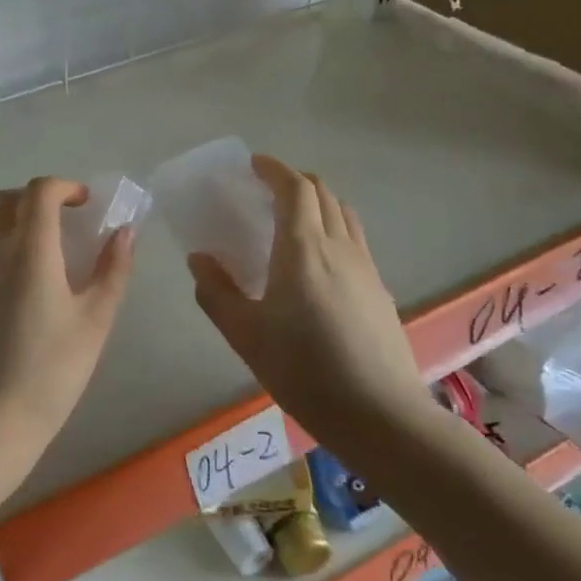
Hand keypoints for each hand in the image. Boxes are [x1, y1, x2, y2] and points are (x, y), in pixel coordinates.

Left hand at [0, 177, 134, 465]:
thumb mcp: (95, 321)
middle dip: (35, 200)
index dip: (64, 187)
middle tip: (62, 225)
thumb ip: (113, 270)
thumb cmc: (51, 372)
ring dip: (16, 233)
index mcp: (29, 251)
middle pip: (6, 202)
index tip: (84, 204)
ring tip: (43, 271)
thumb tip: (124, 233)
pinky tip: (15, 307)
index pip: (39, 191)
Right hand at [188, 156, 432, 445]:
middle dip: (294, 182)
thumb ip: (217, 292)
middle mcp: (339, 247)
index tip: (253, 165)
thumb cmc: (304, 371)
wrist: (380, 415)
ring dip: (317, 202)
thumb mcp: (246, 335)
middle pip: (322, 194)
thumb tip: (200, 259)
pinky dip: (332, 228)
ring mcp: (365, 267)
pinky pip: (354, 239)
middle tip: (266, 192)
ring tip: (292, 219)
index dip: (274, 170)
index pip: (294, 189)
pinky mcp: (379, 289)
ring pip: (343, 214)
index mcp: (303, 249)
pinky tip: (318, 261)